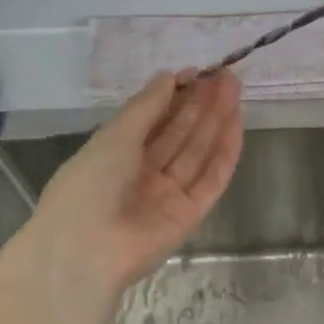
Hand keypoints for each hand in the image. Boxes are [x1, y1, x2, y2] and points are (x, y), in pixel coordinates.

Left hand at [19, 70, 242, 299]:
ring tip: (235, 89)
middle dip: (201, 104)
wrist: (86, 250)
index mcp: (117, 155)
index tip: (196, 73)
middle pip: (180, 134)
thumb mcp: (114, 137)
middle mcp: (144, 173)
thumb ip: (146, 107)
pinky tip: (237, 123)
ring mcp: (170, 195)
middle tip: (225, 76)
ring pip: (198, 152)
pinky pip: (211, 179)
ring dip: (216, 121)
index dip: (174, 96)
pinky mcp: (191, 214)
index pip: (153, 121)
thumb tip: (169, 77)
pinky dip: (225, 152)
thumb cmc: (89, 185)